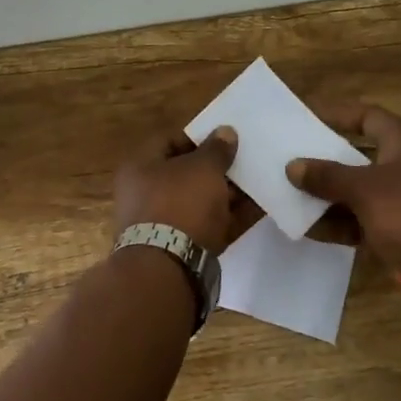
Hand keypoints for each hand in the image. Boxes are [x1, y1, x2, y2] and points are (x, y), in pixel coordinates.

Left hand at [113, 126, 255, 252]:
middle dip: (216, 168)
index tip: (225, 138)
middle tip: (246, 161)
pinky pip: (210, 225)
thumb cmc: (180, 204)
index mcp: (140, 167)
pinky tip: (260, 208)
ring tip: (259, 182)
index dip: (198, 137)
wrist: (169, 269)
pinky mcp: (182, 248)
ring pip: (200, 201)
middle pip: (186, 173)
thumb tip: (225, 131)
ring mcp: (163, 224)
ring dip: (228, 193)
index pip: (168, 141)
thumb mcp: (203, 168)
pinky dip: (231, 217)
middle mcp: (145, 193)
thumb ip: (216, 149)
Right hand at [287, 103, 400, 284]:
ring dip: (326, 194)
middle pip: (357, 154)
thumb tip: (293, 166)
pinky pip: (360, 219)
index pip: (367, 116)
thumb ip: (328, 176)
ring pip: (356, 190)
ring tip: (289, 193)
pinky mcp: (397, 229)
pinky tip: (307, 228)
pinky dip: (338, 222)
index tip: (304, 115)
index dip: (337, 113)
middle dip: (324, 158)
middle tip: (290, 156)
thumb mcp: (366, 190)